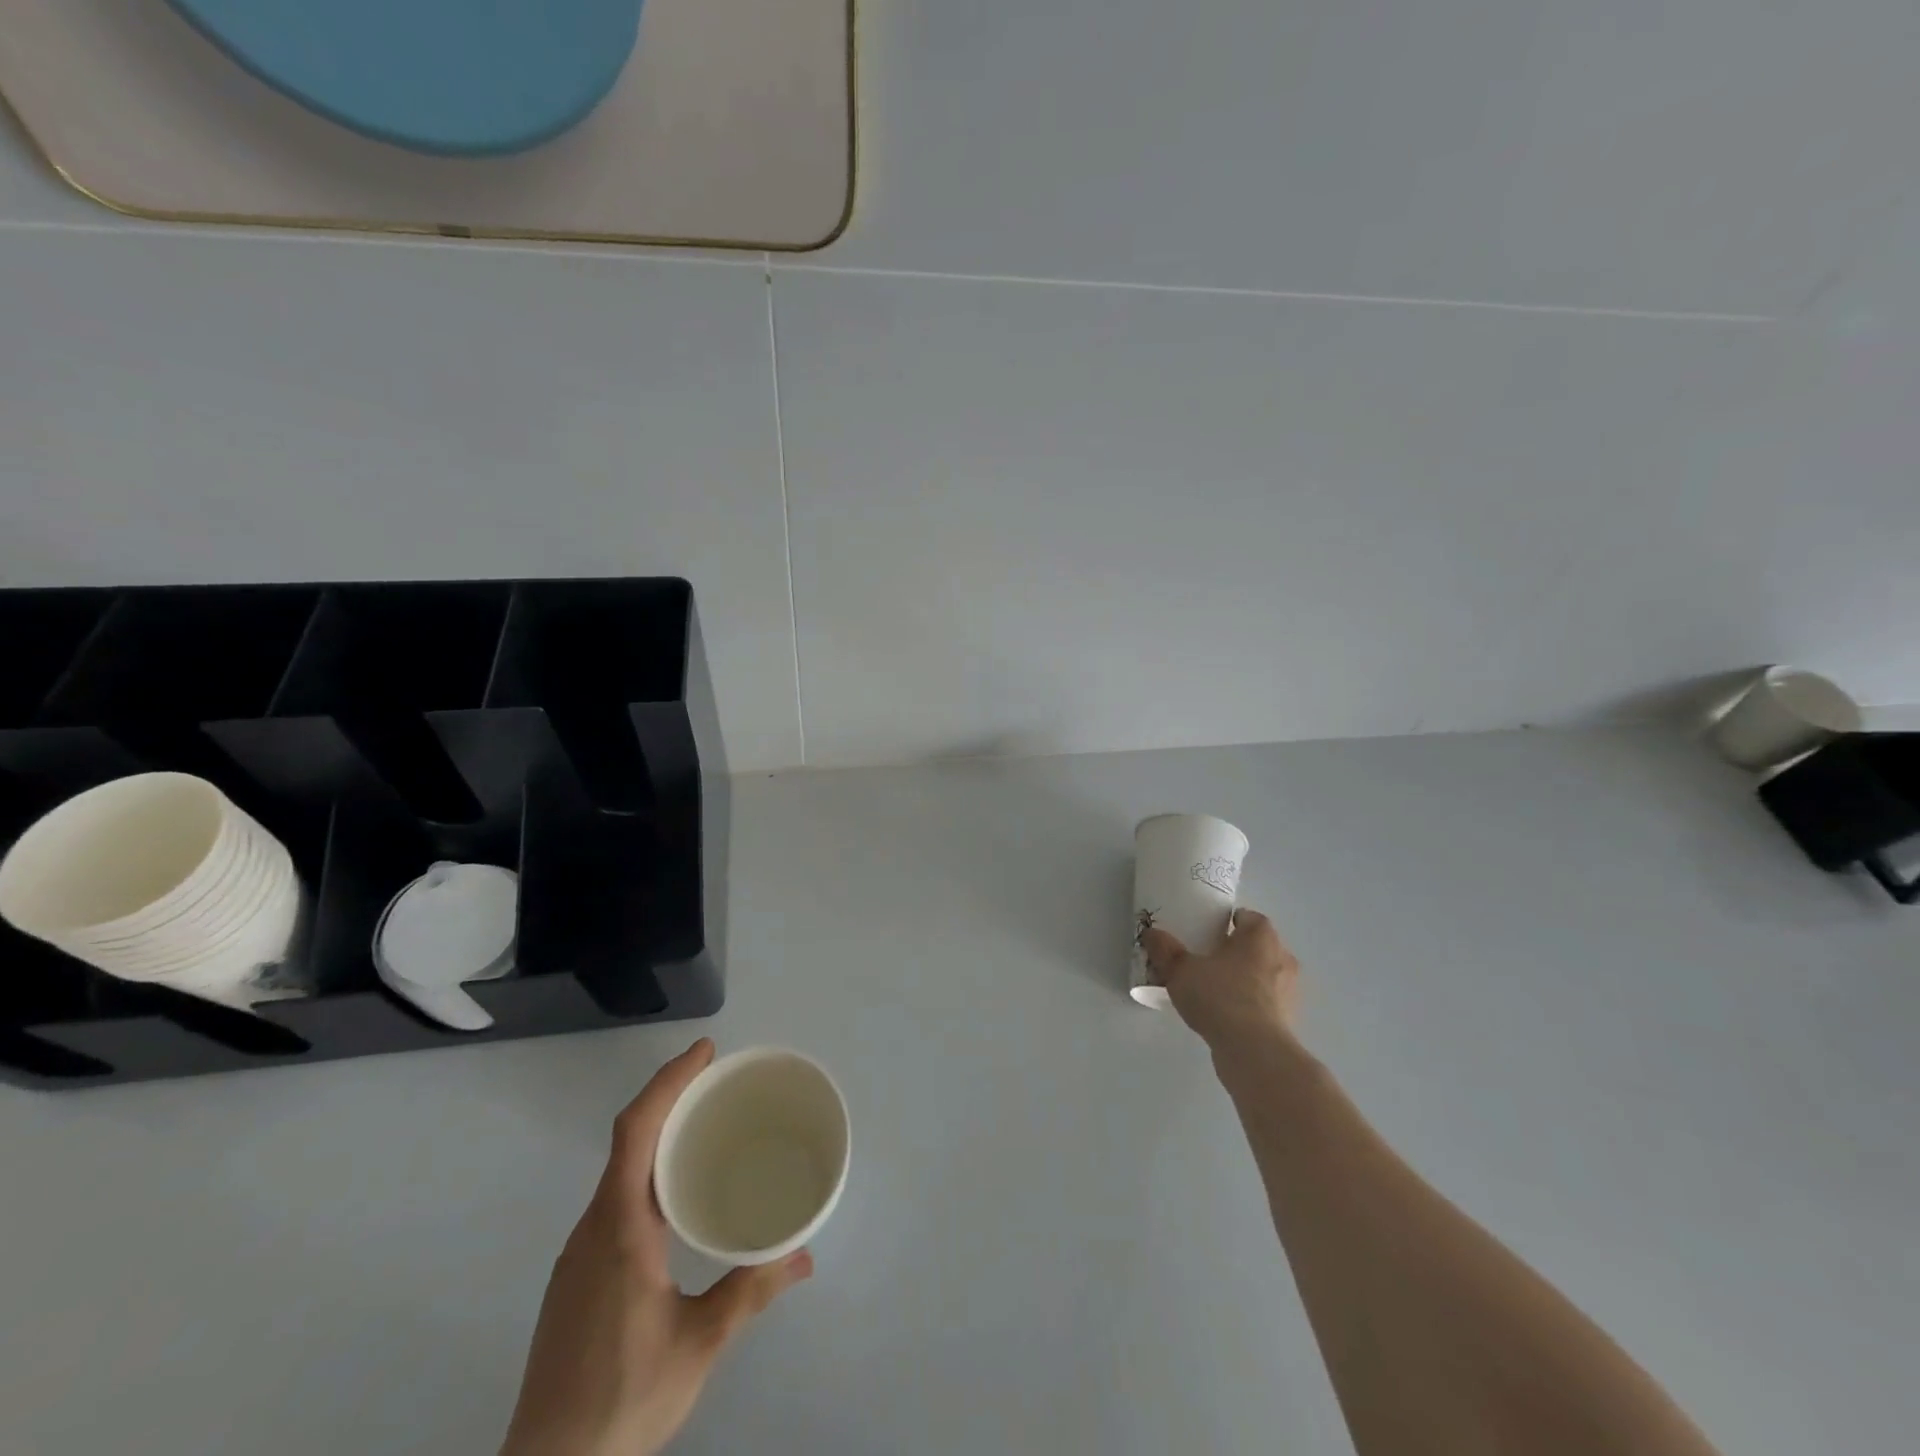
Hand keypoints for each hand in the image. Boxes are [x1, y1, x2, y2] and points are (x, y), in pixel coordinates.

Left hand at [500, 1039, 812, 1455]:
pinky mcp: (576, 1279)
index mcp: (619, 1227)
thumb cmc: (622, 1400)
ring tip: (705, 1130)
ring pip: (619, 1172)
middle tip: (718, 1082)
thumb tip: (805, 1255)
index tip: (705, 1051)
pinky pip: (614, 1201)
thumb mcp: (699, 1344)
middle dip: (670, 1098)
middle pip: (627, 1140)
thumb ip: (751, 1292)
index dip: (669, 1081)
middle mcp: (592, 1228)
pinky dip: (647, 1173)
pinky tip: (675, 1200)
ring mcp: (579, 1254)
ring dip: (658, 1136)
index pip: (637, 1130)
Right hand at [1140, 908, 1300, 1053]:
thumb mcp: (1181, 970)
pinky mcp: (1288, 1020)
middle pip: (1259, 946)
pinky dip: (1251, 1004)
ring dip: (1246, 979)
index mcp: (1261, 937)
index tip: (1210, 931)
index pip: (1249, 918)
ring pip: (1265, 975)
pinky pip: (1266, 1002)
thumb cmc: (1220, 996)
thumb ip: (1165, 950)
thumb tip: (1151, 934)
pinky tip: (1227, 1016)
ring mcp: (1289, 991)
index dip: (1230, 922)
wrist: (1253, 1051)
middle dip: (1237, 950)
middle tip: (1209, 958)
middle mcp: (1282, 958)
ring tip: (1216, 990)